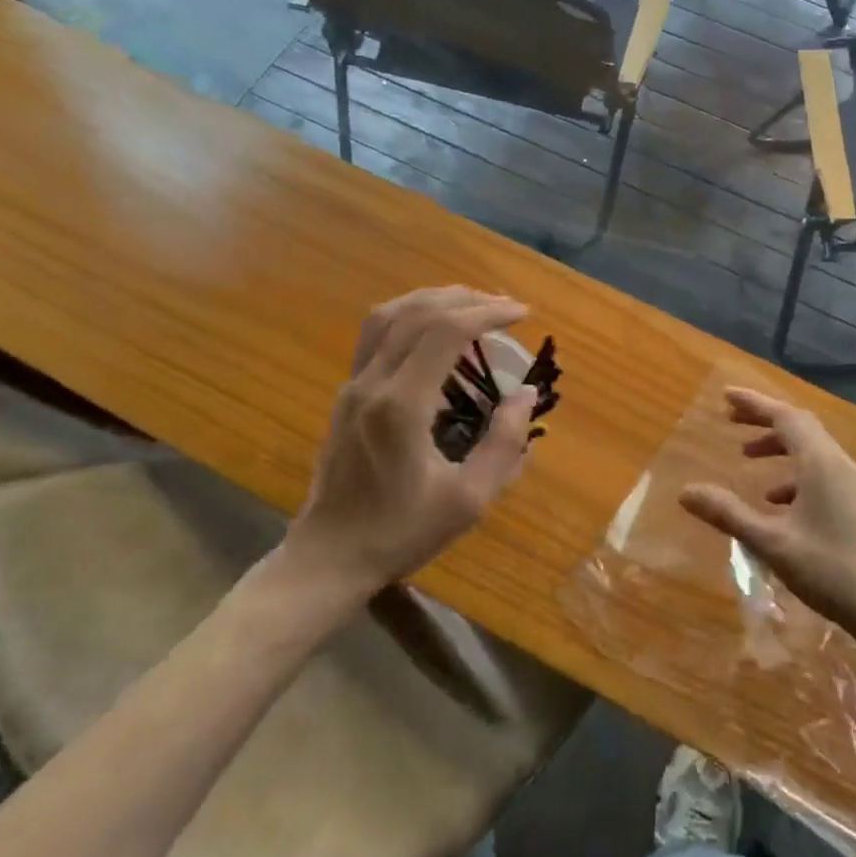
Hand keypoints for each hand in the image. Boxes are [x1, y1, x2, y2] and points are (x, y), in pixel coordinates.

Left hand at [283, 287, 538, 593]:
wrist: (329, 557)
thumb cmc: (400, 532)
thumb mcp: (467, 500)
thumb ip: (504, 445)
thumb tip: (526, 394)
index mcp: (401, 406)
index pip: (445, 332)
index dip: (488, 314)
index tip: (523, 314)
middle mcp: (372, 382)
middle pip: (419, 312)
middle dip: (468, 300)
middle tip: (506, 307)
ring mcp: (353, 383)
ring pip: (391, 314)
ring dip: (436, 299)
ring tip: (473, 305)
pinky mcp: (346, 390)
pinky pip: (376, 332)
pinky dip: (411, 314)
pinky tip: (434, 327)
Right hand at [679, 387, 855, 651]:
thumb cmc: (831, 571)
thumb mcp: (772, 543)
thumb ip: (728, 514)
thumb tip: (685, 491)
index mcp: (820, 463)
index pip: (784, 416)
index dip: (754, 403)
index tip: (726, 396)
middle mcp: (839, 464)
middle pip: (799, 427)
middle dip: (764, 419)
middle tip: (730, 420)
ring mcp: (853, 485)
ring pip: (811, 450)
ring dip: (778, 446)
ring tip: (747, 458)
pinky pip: (821, 472)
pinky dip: (794, 473)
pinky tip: (777, 501)